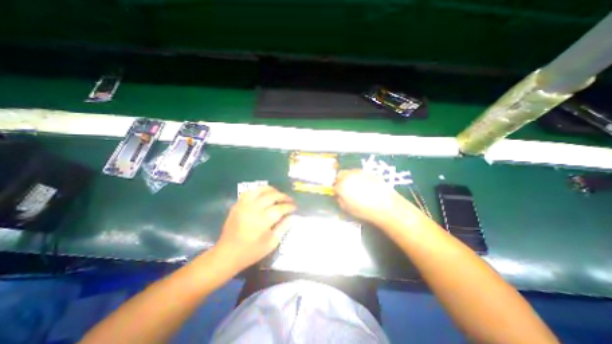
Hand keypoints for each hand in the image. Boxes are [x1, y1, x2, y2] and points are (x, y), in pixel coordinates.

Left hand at [214, 187, 295, 271]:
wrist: (227, 254)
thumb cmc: (251, 252)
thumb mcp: (271, 244)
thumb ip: (283, 228)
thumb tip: (291, 216)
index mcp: (262, 221)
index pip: (280, 208)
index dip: (289, 206)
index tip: (295, 207)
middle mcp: (253, 210)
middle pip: (271, 196)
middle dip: (283, 196)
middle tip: (289, 200)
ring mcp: (243, 206)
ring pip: (260, 190)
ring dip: (271, 190)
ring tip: (278, 194)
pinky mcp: (237, 205)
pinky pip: (249, 192)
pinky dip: (258, 191)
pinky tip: (263, 194)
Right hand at [333, 170, 413, 225]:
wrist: (386, 206)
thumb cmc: (364, 210)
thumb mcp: (347, 209)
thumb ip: (340, 200)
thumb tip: (340, 196)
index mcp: (341, 186)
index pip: (334, 186)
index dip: (337, 191)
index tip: (340, 195)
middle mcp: (348, 176)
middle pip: (340, 175)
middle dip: (341, 181)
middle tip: (346, 189)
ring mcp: (359, 172)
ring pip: (350, 172)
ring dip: (349, 178)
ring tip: (356, 186)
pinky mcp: (368, 172)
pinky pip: (359, 173)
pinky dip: (359, 177)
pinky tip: (365, 185)